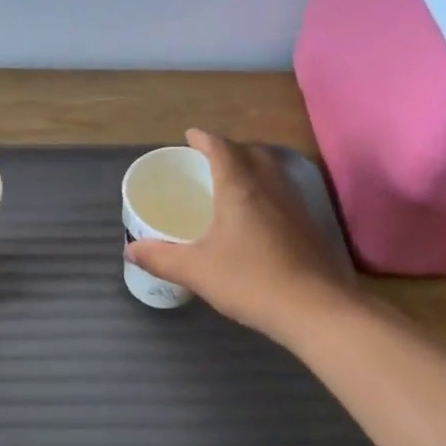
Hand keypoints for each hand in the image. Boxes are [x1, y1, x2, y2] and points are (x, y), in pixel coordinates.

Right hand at [126, 129, 354, 341]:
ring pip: (273, 170)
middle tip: (210, 159)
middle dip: (230, 148)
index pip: (222, 149)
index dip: (204, 139)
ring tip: (232, 181)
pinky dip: (265, 189)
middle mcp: (269, 187)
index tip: (190, 136)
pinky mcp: (308, 226)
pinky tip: (256, 215)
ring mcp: (294, 205)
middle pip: (252, 152)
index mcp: (239, 188)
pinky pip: (283, 192)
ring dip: (252, 166)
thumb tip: (131, 249)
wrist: (313, 308)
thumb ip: (160, 258)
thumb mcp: (195, 270)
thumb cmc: (249, 280)